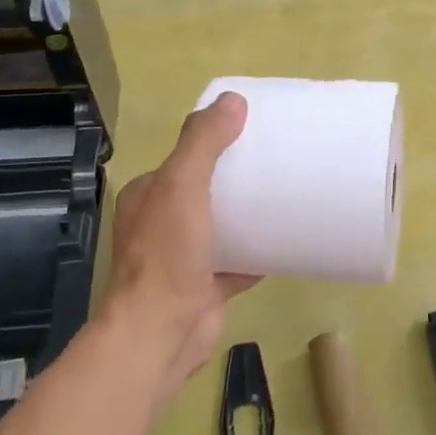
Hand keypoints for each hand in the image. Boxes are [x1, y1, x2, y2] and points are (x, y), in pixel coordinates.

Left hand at [102, 93, 258, 395]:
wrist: (161, 333)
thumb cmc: (167, 255)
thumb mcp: (182, 186)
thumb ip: (203, 143)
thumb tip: (232, 101)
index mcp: (149, 196)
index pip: (183, 159)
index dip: (213, 142)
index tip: (251, 132)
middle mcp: (161, 225)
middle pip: (205, 192)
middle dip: (236, 179)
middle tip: (277, 163)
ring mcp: (183, 259)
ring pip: (221, 228)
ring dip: (247, 216)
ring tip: (286, 197)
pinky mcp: (205, 287)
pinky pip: (237, 264)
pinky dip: (258, 255)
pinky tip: (287, 243)